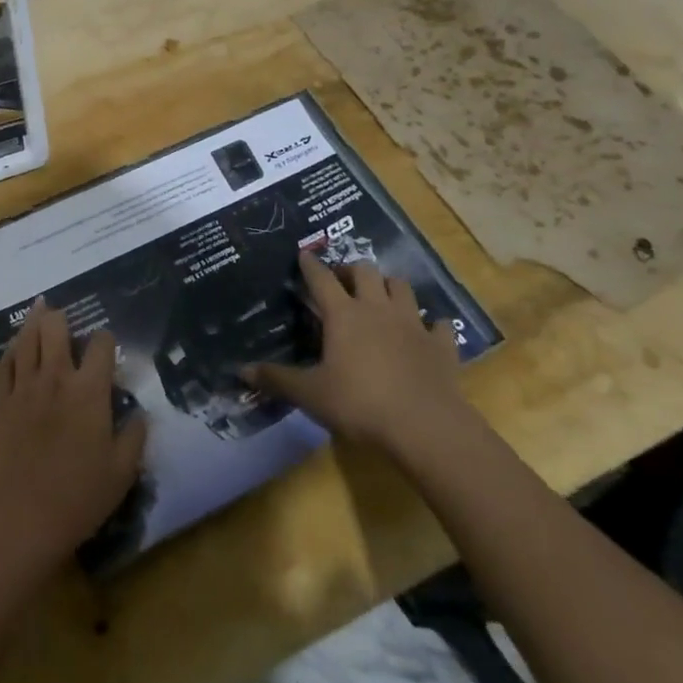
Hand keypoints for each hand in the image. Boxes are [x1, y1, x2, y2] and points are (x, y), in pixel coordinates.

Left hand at [0, 301, 146, 586]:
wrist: (19, 518)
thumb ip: (134, 436)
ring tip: (40, 307)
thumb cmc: (78, 497)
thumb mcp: (122, 472)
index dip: (106, 340)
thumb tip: (139, 412)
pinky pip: (3, 364)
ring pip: (26, 339)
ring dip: (34, 320)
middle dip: (62, 318)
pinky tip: (15, 346)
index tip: (107, 347)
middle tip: (64, 317)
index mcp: (89, 391)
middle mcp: (55, 377)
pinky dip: (11, 349)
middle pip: (55, 329)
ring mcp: (23, 386)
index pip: (101, 346)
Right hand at [245, 254, 462, 449]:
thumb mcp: (310, 394)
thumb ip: (276, 379)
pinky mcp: (441, 346)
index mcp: (343, 315)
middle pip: (365, 271)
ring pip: (402, 287)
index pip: (321, 278)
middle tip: (342, 281)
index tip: (303, 254)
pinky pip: (439, 324)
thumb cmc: (361, 404)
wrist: (427, 428)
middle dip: (352, 270)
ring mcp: (413, 324)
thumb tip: (241, 370)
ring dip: (389, 287)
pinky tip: (427, 332)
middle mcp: (377, 309)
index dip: (310, 265)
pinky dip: (431, 324)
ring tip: (380, 297)